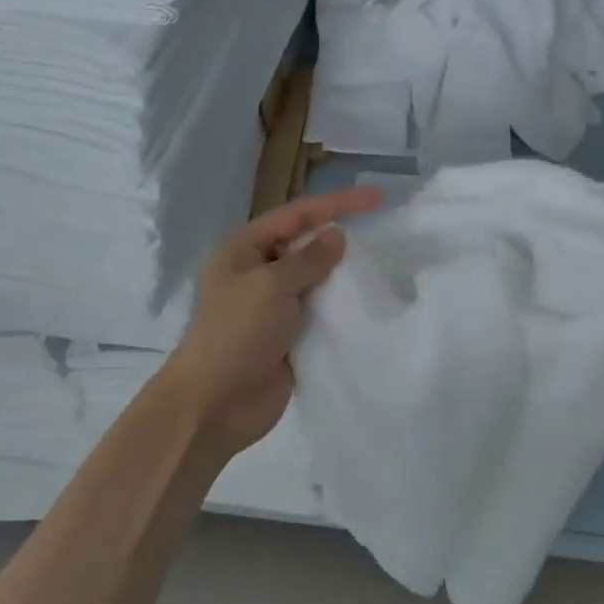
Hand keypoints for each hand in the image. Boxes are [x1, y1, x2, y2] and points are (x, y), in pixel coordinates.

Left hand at [160, 186, 385, 461]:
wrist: (215, 404)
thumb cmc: (236, 334)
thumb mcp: (271, 286)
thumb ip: (308, 259)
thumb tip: (337, 235)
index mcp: (244, 249)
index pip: (297, 215)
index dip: (338, 204)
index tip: (377, 198)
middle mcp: (259, 272)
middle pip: (307, 244)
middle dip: (342, 236)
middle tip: (387, 229)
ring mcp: (275, 306)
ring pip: (317, 280)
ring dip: (345, 274)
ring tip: (388, 263)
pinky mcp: (290, 336)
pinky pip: (321, 313)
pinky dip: (342, 307)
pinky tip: (372, 302)